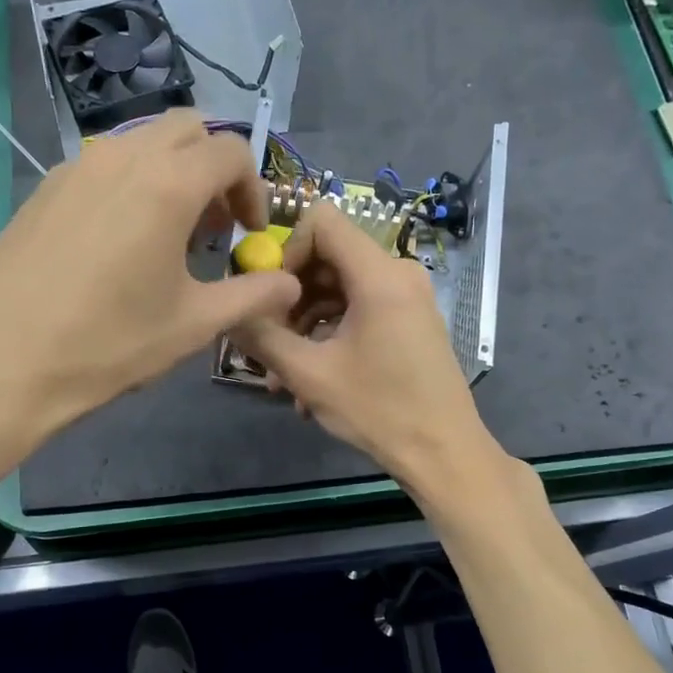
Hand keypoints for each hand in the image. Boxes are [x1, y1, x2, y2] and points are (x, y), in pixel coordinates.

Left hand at [0, 111, 301, 456]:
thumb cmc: (106, 344)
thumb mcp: (191, 325)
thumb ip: (250, 297)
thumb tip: (289, 285)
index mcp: (168, 183)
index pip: (231, 151)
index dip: (253, 188)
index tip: (247, 233)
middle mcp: (123, 157)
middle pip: (186, 129)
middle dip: (213, 167)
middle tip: (213, 225)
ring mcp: (76, 167)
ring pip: (141, 142)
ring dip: (171, 172)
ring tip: (169, 234)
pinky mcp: (44, 188)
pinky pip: (103, 164)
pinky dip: (130, 182)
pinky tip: (120, 241)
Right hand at [234, 203, 504, 501]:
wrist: (444, 453)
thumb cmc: (379, 410)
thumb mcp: (309, 375)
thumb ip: (262, 336)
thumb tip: (228, 311)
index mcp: (379, 275)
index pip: (322, 220)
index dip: (286, 249)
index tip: (271, 295)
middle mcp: (398, 273)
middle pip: (328, 255)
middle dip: (290, 295)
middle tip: (269, 340)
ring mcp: (407, 296)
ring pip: (339, 286)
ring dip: (305, 322)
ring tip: (282, 373)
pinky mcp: (408, 318)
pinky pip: (358, 307)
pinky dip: (329, 332)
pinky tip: (310, 379)